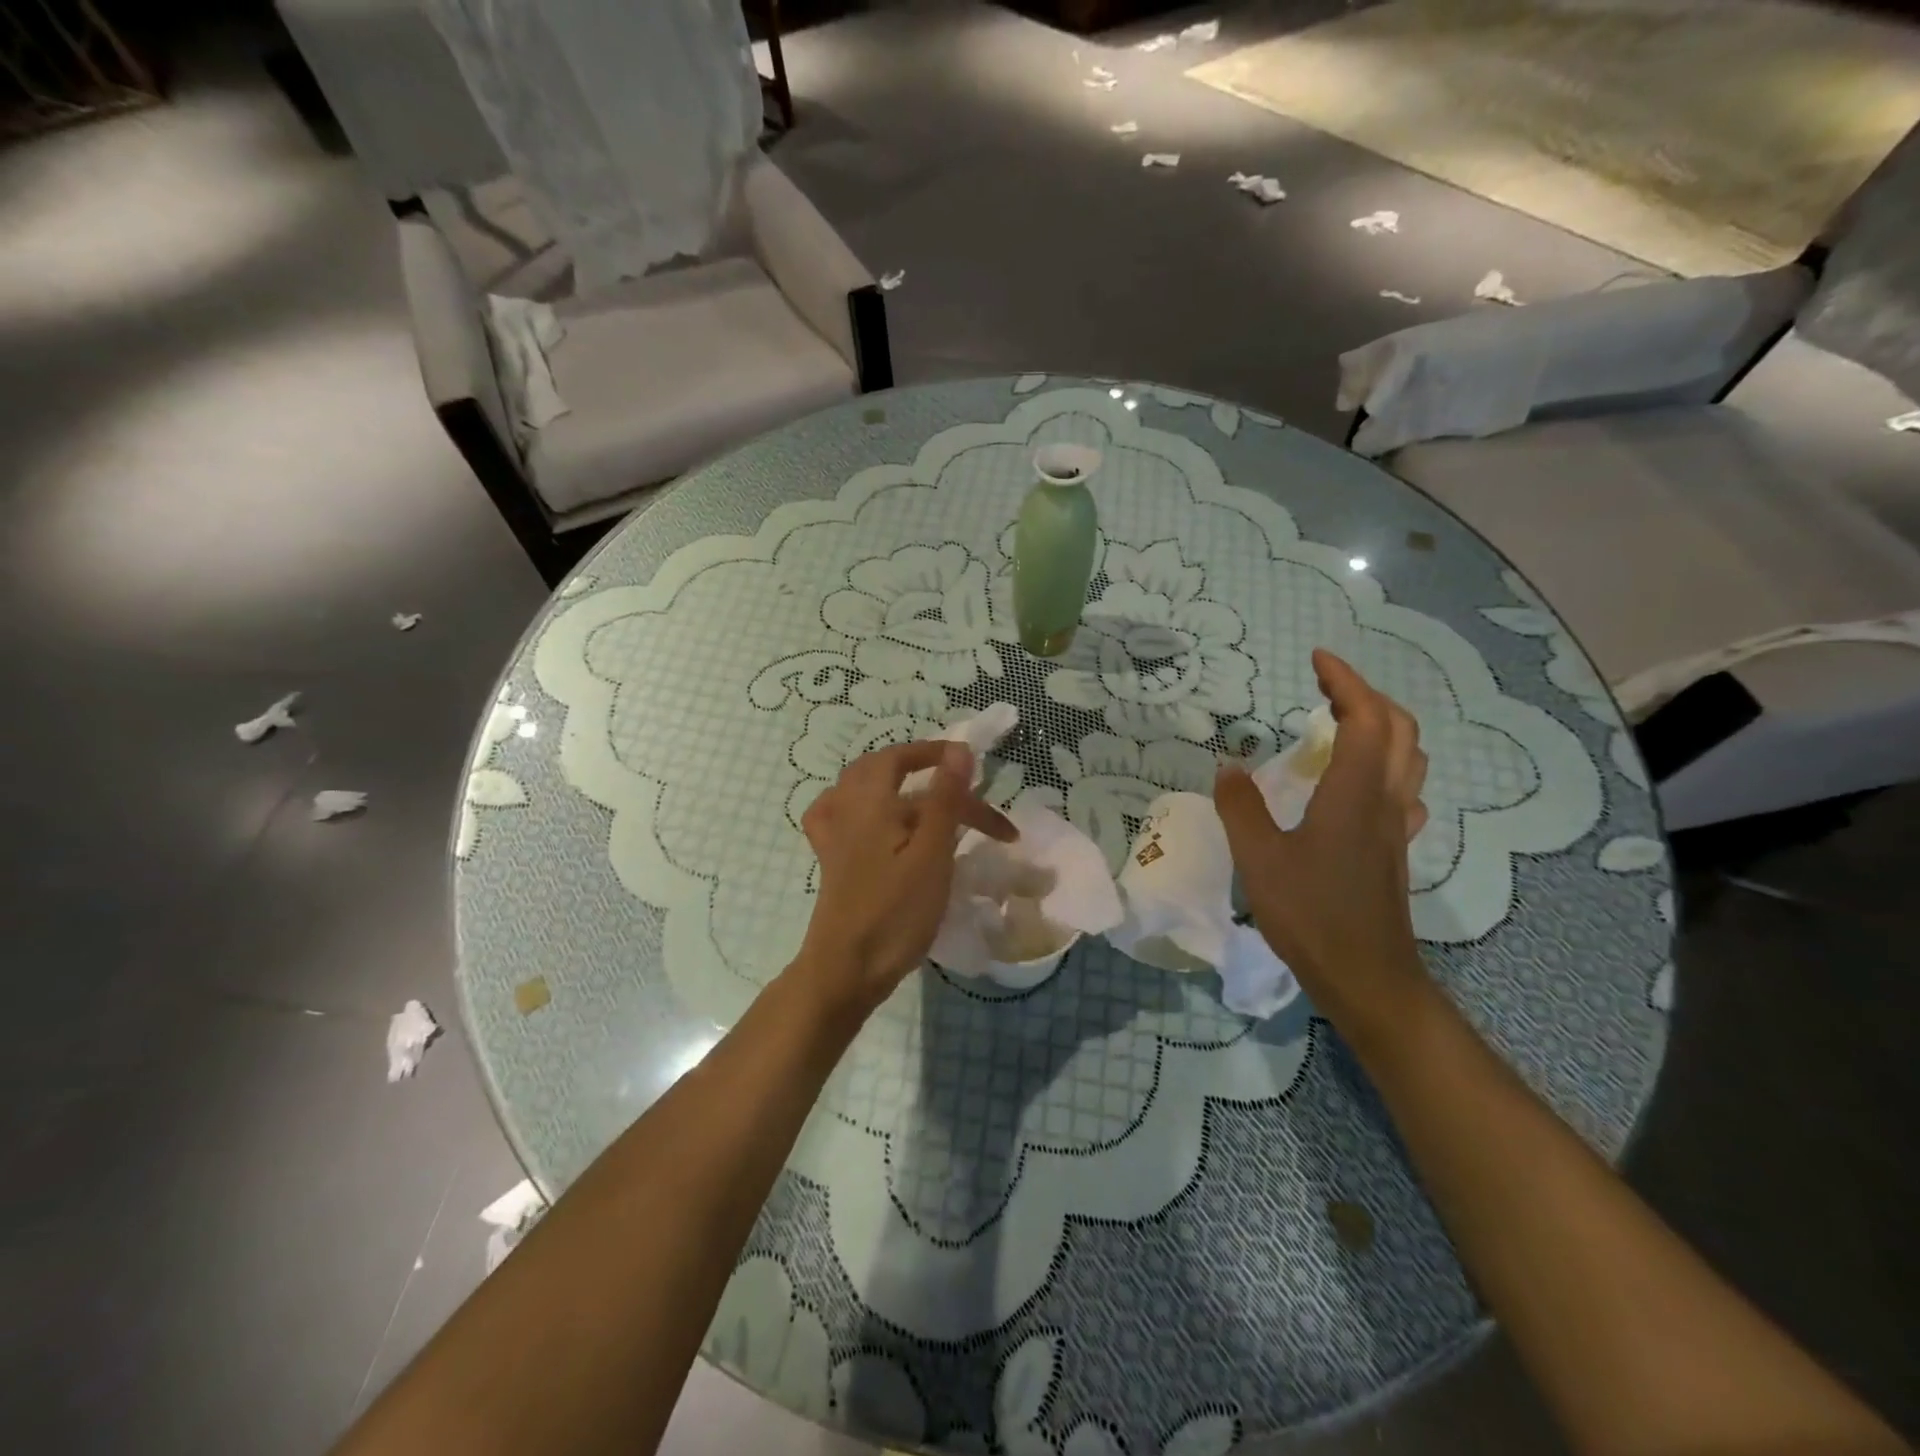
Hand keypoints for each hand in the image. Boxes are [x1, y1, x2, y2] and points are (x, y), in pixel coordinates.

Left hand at [793, 741, 1016, 1013]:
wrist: (847, 969)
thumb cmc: (895, 912)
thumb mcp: (931, 854)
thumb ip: (945, 798)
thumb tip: (958, 749)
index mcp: (870, 802)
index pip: (902, 757)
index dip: (937, 754)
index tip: (972, 762)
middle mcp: (847, 809)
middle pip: (885, 772)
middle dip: (925, 772)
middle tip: (964, 790)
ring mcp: (834, 834)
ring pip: (865, 791)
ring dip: (899, 787)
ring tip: (930, 798)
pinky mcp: (832, 860)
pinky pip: (842, 816)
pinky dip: (863, 807)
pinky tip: (877, 820)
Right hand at [1215, 649, 1433, 1053]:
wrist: (1366, 977)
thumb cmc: (1311, 914)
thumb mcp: (1260, 858)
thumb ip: (1242, 807)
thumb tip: (1228, 766)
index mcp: (1355, 793)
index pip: (1365, 717)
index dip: (1345, 681)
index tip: (1317, 659)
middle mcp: (1386, 800)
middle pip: (1398, 729)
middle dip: (1366, 696)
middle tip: (1324, 687)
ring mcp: (1396, 826)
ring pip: (1408, 758)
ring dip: (1381, 726)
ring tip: (1341, 722)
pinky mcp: (1394, 848)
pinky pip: (1403, 789)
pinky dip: (1385, 764)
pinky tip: (1361, 782)